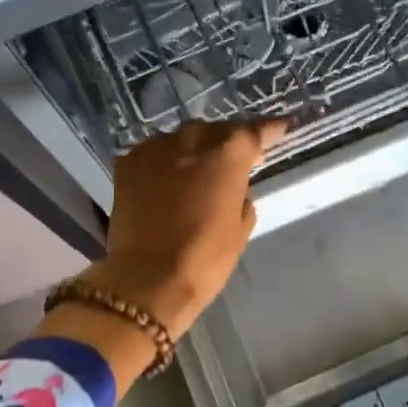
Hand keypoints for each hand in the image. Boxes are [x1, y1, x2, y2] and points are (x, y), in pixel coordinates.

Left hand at [85, 119, 288, 336]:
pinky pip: (153, 154)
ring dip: (191, 151)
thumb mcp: (239, 229)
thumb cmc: (204, 259)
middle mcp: (192, 138)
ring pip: (181, 139)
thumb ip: (241, 195)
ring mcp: (155, 147)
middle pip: (215, 131)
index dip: (269, 129)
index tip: (280, 128)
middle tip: (230, 161)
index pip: (255, 131)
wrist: (146, 279)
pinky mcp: (127, 162)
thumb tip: (234, 187)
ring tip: (193, 173)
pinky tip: (162, 182)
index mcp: (228, 153)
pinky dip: (162, 163)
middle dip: (224, 143)